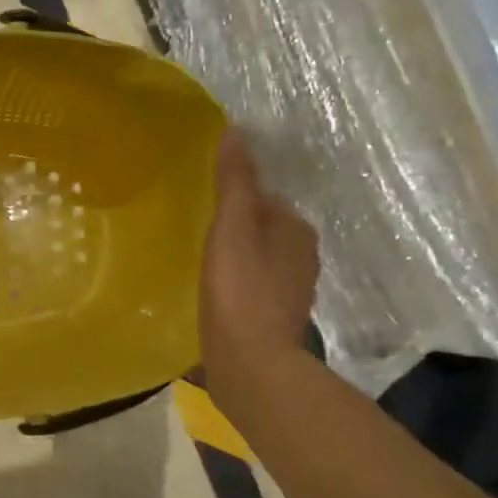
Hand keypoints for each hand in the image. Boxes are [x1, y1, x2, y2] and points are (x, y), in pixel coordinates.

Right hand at [199, 130, 319, 414]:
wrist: (252, 367)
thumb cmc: (241, 291)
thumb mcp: (232, 228)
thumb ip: (234, 182)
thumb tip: (237, 131)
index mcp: (295, 230)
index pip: (263, 198)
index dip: (234, 197)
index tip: (203, 202)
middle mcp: (301, 257)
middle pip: (262, 228)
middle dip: (235, 226)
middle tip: (195, 228)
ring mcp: (290, 291)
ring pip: (257, 258)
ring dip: (234, 255)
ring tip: (198, 258)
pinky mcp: (274, 318)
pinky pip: (251, 286)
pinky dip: (235, 282)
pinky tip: (210, 291)